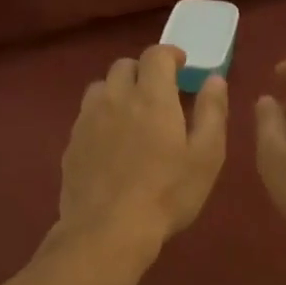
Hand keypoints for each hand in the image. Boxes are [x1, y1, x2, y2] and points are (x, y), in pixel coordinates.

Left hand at [56, 45, 226, 251]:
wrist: (108, 229)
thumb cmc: (167, 194)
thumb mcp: (206, 156)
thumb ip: (212, 112)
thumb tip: (213, 79)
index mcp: (152, 96)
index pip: (156, 55)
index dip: (170, 54)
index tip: (181, 66)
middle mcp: (116, 98)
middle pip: (124, 66)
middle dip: (143, 71)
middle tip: (158, 93)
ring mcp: (88, 119)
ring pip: (100, 87)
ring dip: (118, 91)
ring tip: (131, 114)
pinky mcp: (72, 143)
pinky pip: (86, 115)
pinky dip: (101, 116)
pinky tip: (110, 142)